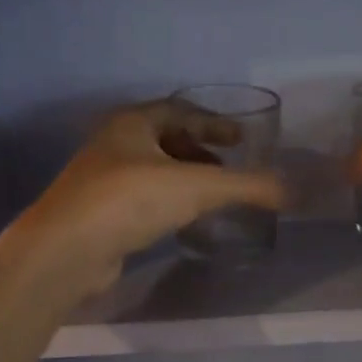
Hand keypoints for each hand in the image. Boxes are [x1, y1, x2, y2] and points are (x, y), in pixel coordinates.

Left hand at [19, 101, 284, 295]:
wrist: (66, 251)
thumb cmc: (130, 200)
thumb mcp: (197, 187)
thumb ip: (247, 186)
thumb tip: (295, 191)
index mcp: (131, 123)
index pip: (178, 110)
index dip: (213, 122)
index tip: (240, 138)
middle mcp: (112, 144)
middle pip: (163, 139)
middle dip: (198, 150)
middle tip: (227, 167)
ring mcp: (100, 181)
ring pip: (151, 170)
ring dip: (183, 178)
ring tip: (211, 196)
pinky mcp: (97, 215)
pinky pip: (140, 199)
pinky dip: (167, 203)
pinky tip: (183, 222)